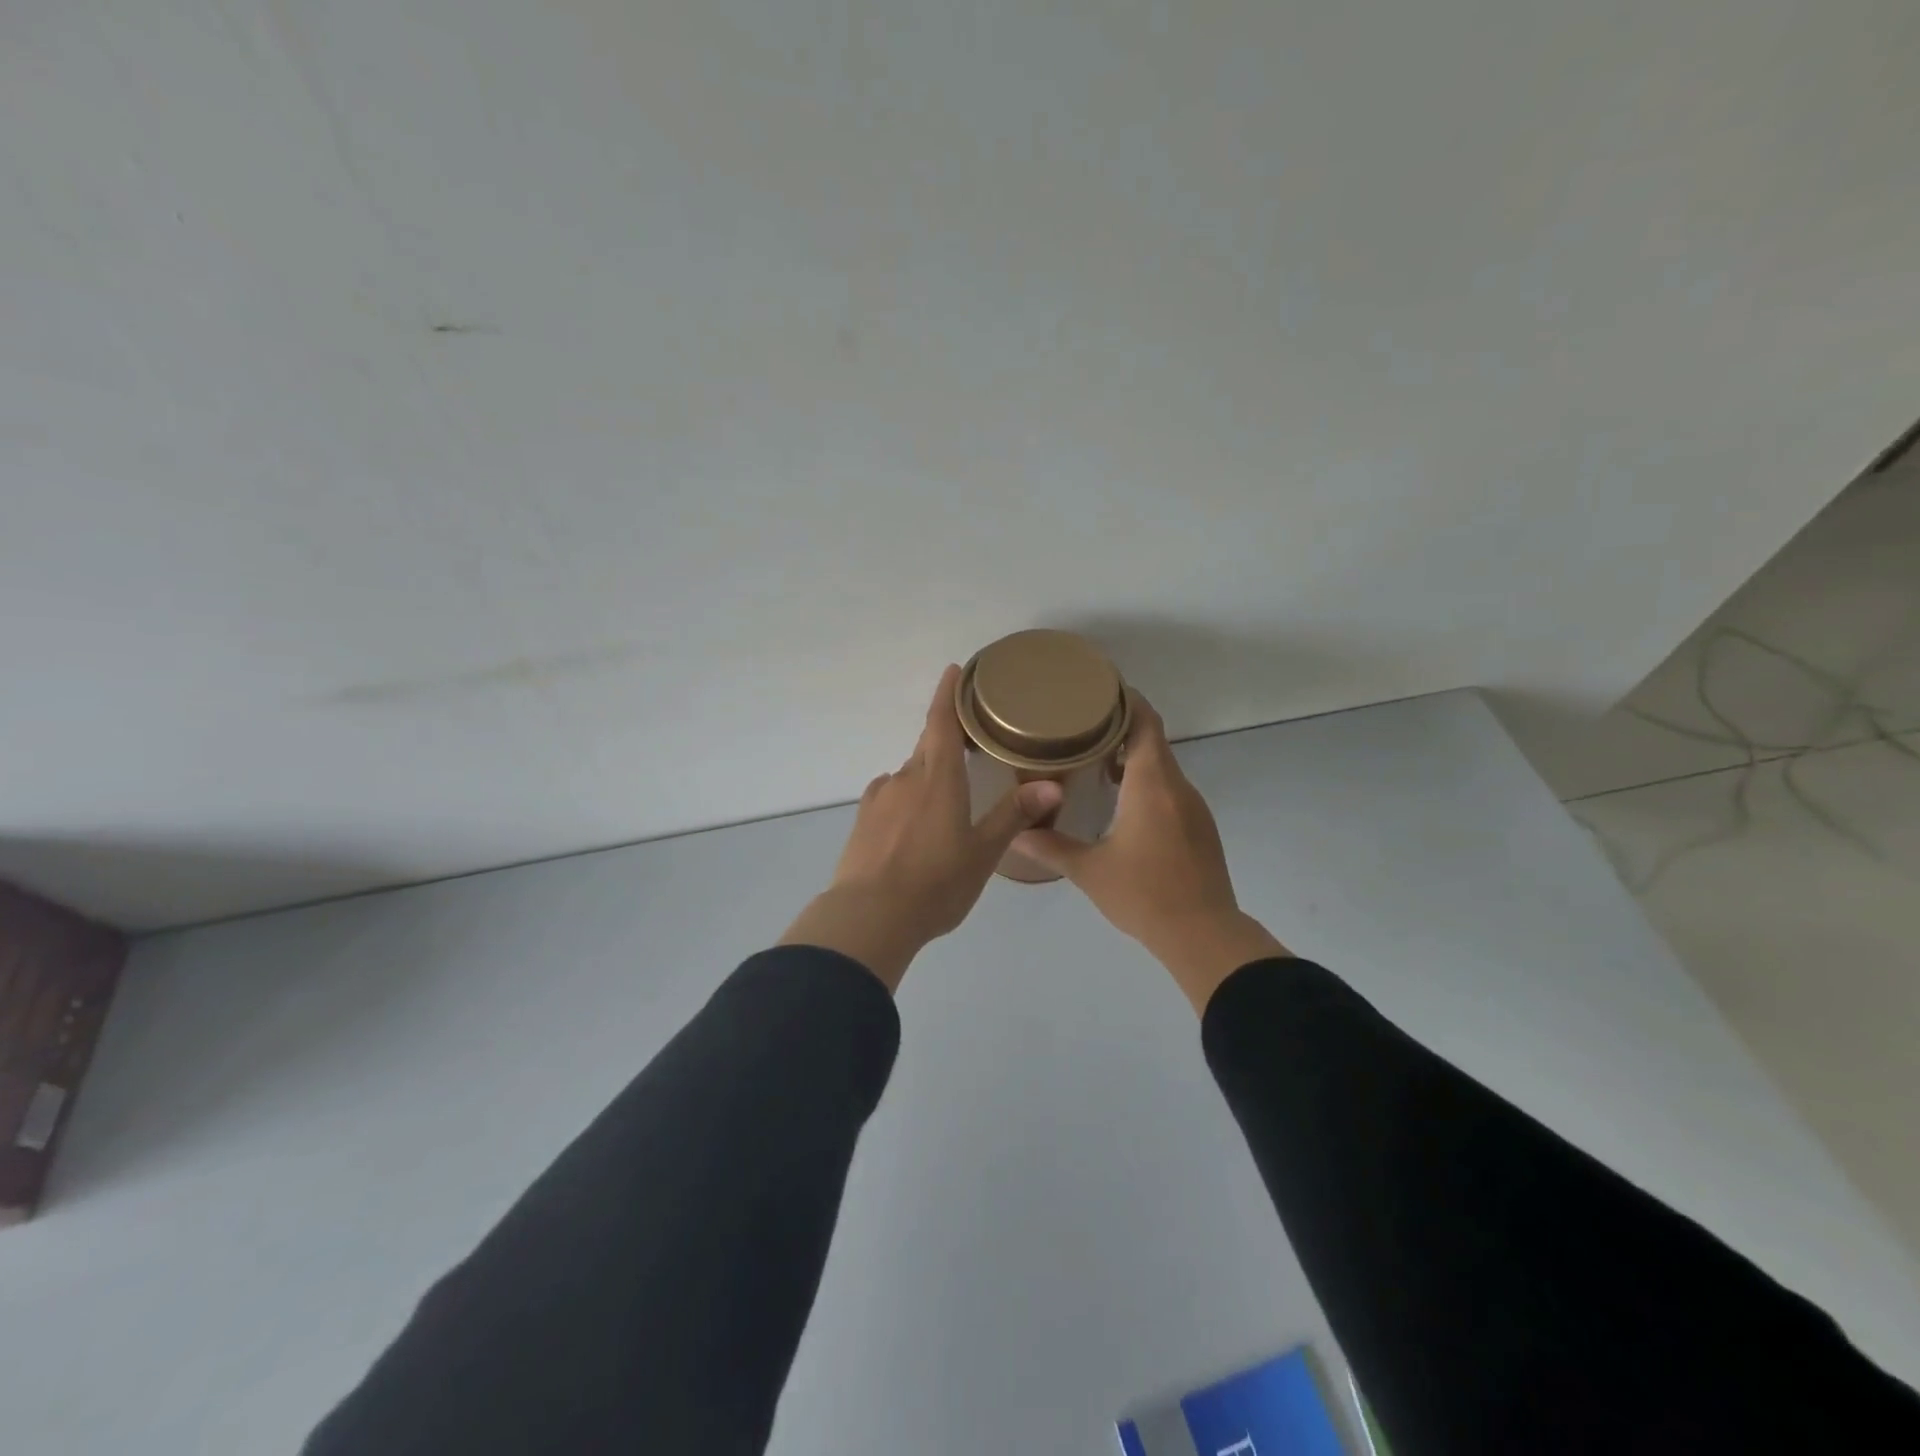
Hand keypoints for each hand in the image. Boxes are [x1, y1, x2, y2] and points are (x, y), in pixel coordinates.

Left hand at [780, 665, 1063, 991]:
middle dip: (945, 737)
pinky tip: (911, 821)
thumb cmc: (936, 884)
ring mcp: (879, 799)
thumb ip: (1014, 816)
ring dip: (926, 775)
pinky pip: (889, 797)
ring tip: (944, 797)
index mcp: (938, 779)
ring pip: (908, 774)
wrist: (869, 916)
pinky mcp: (862, 821)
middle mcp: (906, 778)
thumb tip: (1052, 785)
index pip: (942, 723)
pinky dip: (905, 798)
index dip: (948, 694)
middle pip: (927, 746)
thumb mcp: (982, 853)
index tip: (953, 670)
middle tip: (967, 742)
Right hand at [1012, 694, 1287, 1012]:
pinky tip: (1120, 801)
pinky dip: (1146, 782)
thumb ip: (1050, 845)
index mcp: (1153, 785)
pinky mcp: (1199, 828)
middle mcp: (1178, 787)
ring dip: (1133, 757)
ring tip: (1093, 759)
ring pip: (1162, 766)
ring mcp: (1193, 808)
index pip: (1145, 723)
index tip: (1098, 690)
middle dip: (1120, 728)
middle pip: (1153, 740)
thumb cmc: (1144, 895)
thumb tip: (1014, 832)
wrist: (1203, 935)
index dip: (1126, 701)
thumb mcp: (1089, 871)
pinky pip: (1170, 789)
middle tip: (1080, 725)